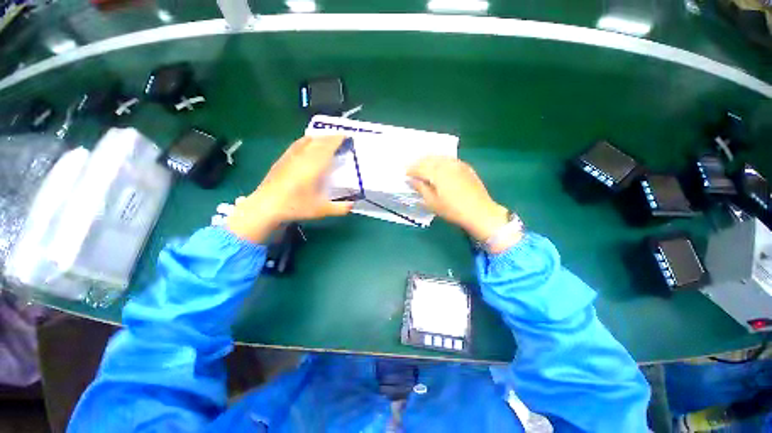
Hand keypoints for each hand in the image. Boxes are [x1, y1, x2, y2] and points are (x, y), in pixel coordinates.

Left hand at [227, 136, 352, 242]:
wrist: (266, 206)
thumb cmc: (296, 206)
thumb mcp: (321, 210)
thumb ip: (340, 208)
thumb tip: (353, 205)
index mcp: (314, 166)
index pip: (328, 146)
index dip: (338, 139)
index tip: (347, 136)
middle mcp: (303, 156)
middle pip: (319, 141)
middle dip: (331, 137)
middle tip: (341, 138)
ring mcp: (291, 156)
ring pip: (307, 140)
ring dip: (319, 137)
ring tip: (327, 139)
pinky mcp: (283, 159)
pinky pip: (298, 144)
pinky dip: (307, 140)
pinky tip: (307, 144)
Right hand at [408, 156, 520, 250]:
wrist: (480, 212)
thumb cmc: (453, 210)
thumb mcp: (432, 202)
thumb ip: (421, 188)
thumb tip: (411, 180)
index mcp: (437, 172)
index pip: (420, 167)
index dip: (411, 170)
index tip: (405, 174)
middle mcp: (447, 164)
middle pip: (429, 159)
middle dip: (419, 163)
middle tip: (412, 169)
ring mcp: (458, 164)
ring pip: (439, 157)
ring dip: (429, 160)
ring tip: (423, 167)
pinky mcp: (465, 167)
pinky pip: (449, 159)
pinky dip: (440, 161)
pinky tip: (439, 167)